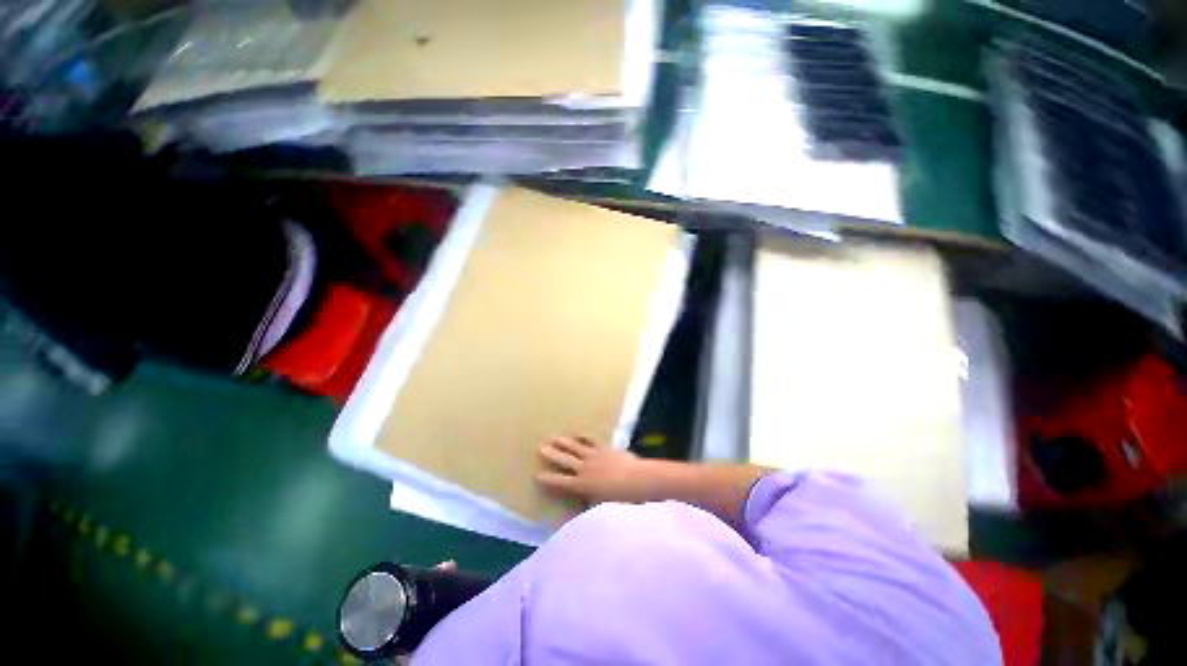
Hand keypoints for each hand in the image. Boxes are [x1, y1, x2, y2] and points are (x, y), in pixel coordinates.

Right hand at [536, 436, 648, 503]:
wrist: (637, 479)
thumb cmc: (620, 499)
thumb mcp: (601, 509)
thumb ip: (585, 510)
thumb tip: (569, 519)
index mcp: (582, 485)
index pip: (560, 482)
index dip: (548, 479)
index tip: (537, 474)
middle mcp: (584, 468)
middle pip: (565, 460)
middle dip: (552, 455)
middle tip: (540, 448)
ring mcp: (594, 456)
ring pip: (575, 447)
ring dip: (564, 442)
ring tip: (554, 437)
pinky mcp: (605, 448)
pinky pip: (591, 441)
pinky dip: (584, 437)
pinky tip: (579, 434)